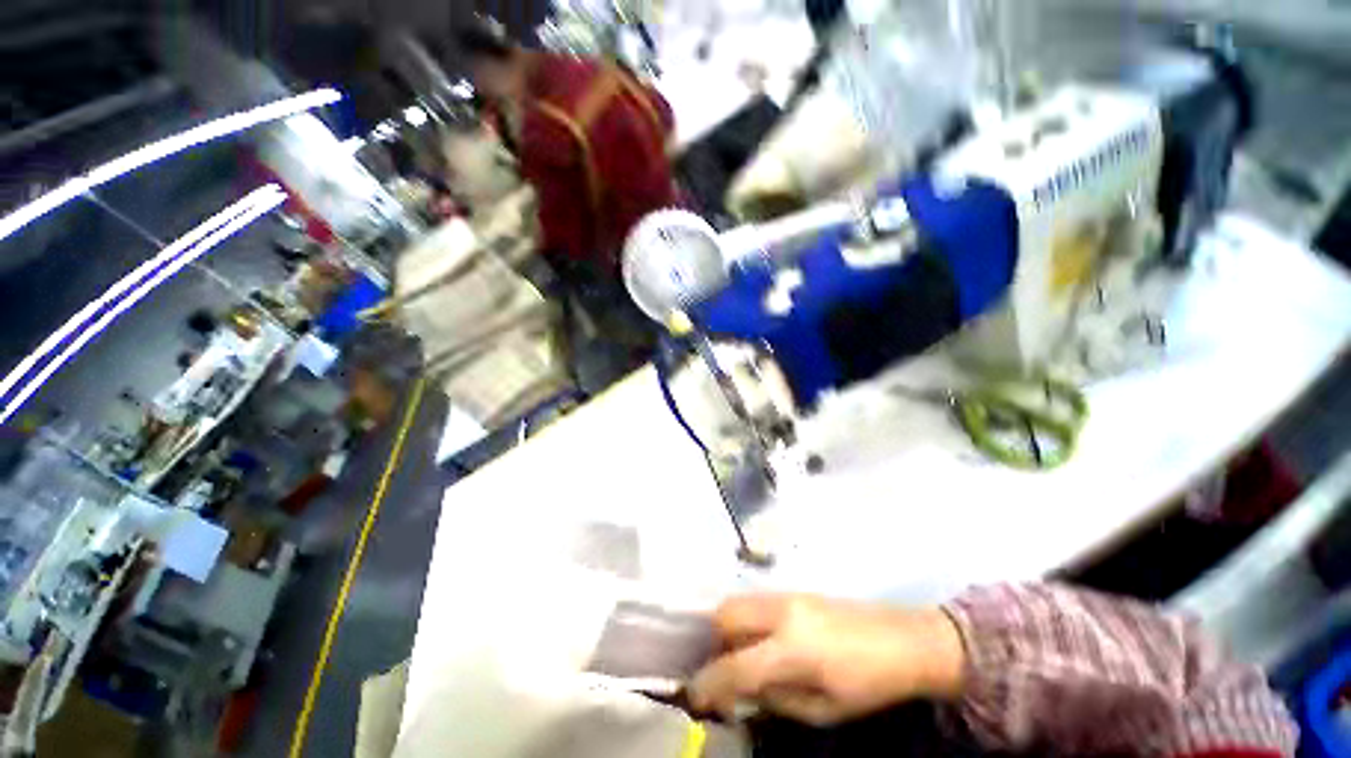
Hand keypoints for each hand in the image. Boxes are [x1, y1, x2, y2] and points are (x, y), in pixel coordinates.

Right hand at [688, 594, 965, 725]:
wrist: (902, 639)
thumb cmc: (866, 684)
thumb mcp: (822, 710)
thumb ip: (775, 699)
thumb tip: (742, 693)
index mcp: (790, 649)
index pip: (734, 665)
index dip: (708, 683)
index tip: (693, 695)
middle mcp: (780, 612)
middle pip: (725, 615)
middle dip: (712, 643)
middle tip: (718, 669)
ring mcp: (786, 594)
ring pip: (737, 601)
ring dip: (725, 627)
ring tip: (735, 654)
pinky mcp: (793, 589)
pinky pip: (753, 600)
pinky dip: (743, 618)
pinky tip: (756, 639)